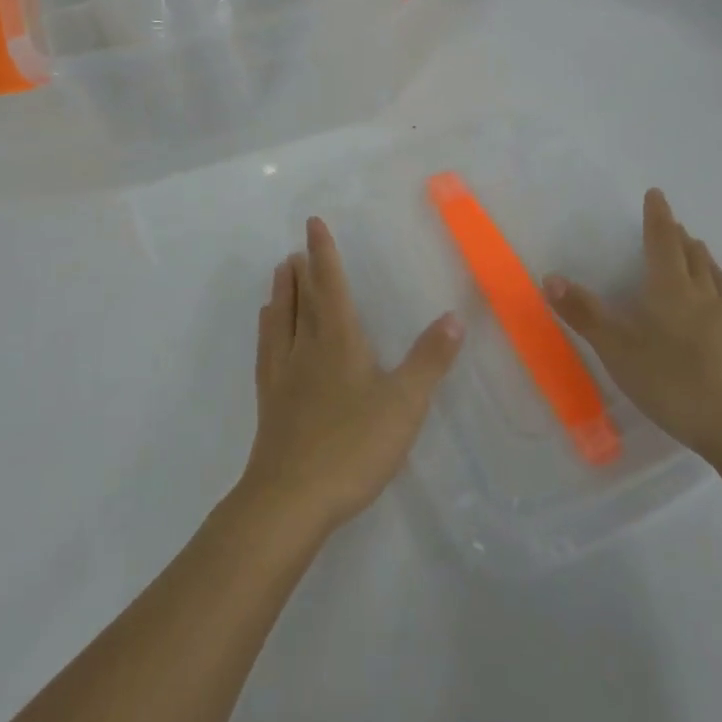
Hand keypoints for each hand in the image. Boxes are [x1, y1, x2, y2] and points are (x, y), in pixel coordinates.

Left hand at [238, 218, 463, 540]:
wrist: (291, 498)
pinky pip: (267, 350)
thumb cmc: (352, 445)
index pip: (330, 284)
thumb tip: (453, 317)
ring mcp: (282, 373)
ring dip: (281, 292)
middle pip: (302, 298)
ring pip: (280, 319)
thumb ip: (429, 359)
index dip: (324, 252)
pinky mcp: (269, 401)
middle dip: (302, 270)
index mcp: (338, 339)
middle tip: (296, 248)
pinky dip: (268, 329)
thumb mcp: (404, 403)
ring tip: (279, 274)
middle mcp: (305, 346)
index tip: (312, 224)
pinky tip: (267, 332)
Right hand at [545, 190, 721, 468]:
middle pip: (693, 257)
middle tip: (674, 228)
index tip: (657, 194)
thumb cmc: (672, 383)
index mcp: (670, 289)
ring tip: (701, 256)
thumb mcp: (616, 349)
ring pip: (721, 281)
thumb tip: (550, 276)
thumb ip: (583, 313)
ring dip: (708, 263)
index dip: (658, 217)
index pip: (662, 241)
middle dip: (681, 239)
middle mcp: (705, 296)